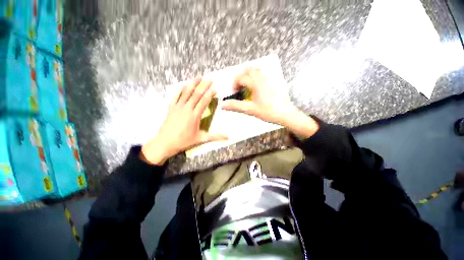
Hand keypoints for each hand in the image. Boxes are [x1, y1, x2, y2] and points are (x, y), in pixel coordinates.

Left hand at [141, 77, 226, 164]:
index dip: (210, 93)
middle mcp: (187, 108)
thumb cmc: (184, 141)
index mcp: (195, 115)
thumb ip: (215, 137)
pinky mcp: (171, 108)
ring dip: (193, 84)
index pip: (204, 101)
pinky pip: (175, 96)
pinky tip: (183, 85)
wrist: (165, 143)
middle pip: (196, 94)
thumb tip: (228, 137)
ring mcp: (178, 107)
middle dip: (204, 85)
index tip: (215, 87)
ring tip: (198, 77)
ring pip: (186, 92)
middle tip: (210, 78)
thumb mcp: (201, 139)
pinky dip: (180, 89)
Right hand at [221, 68, 318, 138]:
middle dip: (241, 77)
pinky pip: (262, 75)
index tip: (234, 93)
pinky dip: (255, 78)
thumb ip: (236, 106)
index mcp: (256, 83)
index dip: (234, 84)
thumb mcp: (250, 110)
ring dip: (248, 76)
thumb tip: (222, 105)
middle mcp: (262, 78)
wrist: (286, 114)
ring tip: (246, 87)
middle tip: (238, 87)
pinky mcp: (273, 83)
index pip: (241, 77)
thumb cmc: (268, 112)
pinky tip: (256, 89)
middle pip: (248, 69)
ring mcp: (269, 79)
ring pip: (256, 70)